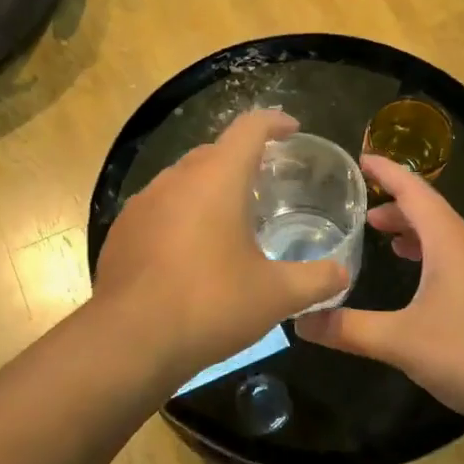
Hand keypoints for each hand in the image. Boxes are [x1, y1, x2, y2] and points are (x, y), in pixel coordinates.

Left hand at [94, 110, 349, 385]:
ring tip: (228, 220)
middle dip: (240, 160)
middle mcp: (175, 179)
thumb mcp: (275, 296)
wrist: (130, 341)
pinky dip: (179, 216)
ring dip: (207, 190)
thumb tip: (342, 274)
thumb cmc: (211, 304)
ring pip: (181, 181)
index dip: (274, 123)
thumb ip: (316, 280)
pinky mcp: (121, 231)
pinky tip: (188, 252)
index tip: (291, 130)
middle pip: (213, 152)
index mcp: (217, 179)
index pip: (249, 128)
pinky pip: (158, 209)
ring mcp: (141, 204)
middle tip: (264, 183)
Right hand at [295, 155, 463, 424]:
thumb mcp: (401, 341)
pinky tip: (421, 286)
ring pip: (447, 238)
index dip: (386, 172)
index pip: (414, 191)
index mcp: (450, 242)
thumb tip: (299, 321)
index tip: (360, 158)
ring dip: (416, 234)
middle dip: (396, 208)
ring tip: (386, 242)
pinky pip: (458, 261)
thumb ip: (348, 329)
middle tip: (362, 215)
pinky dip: (432, 258)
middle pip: (431, 213)